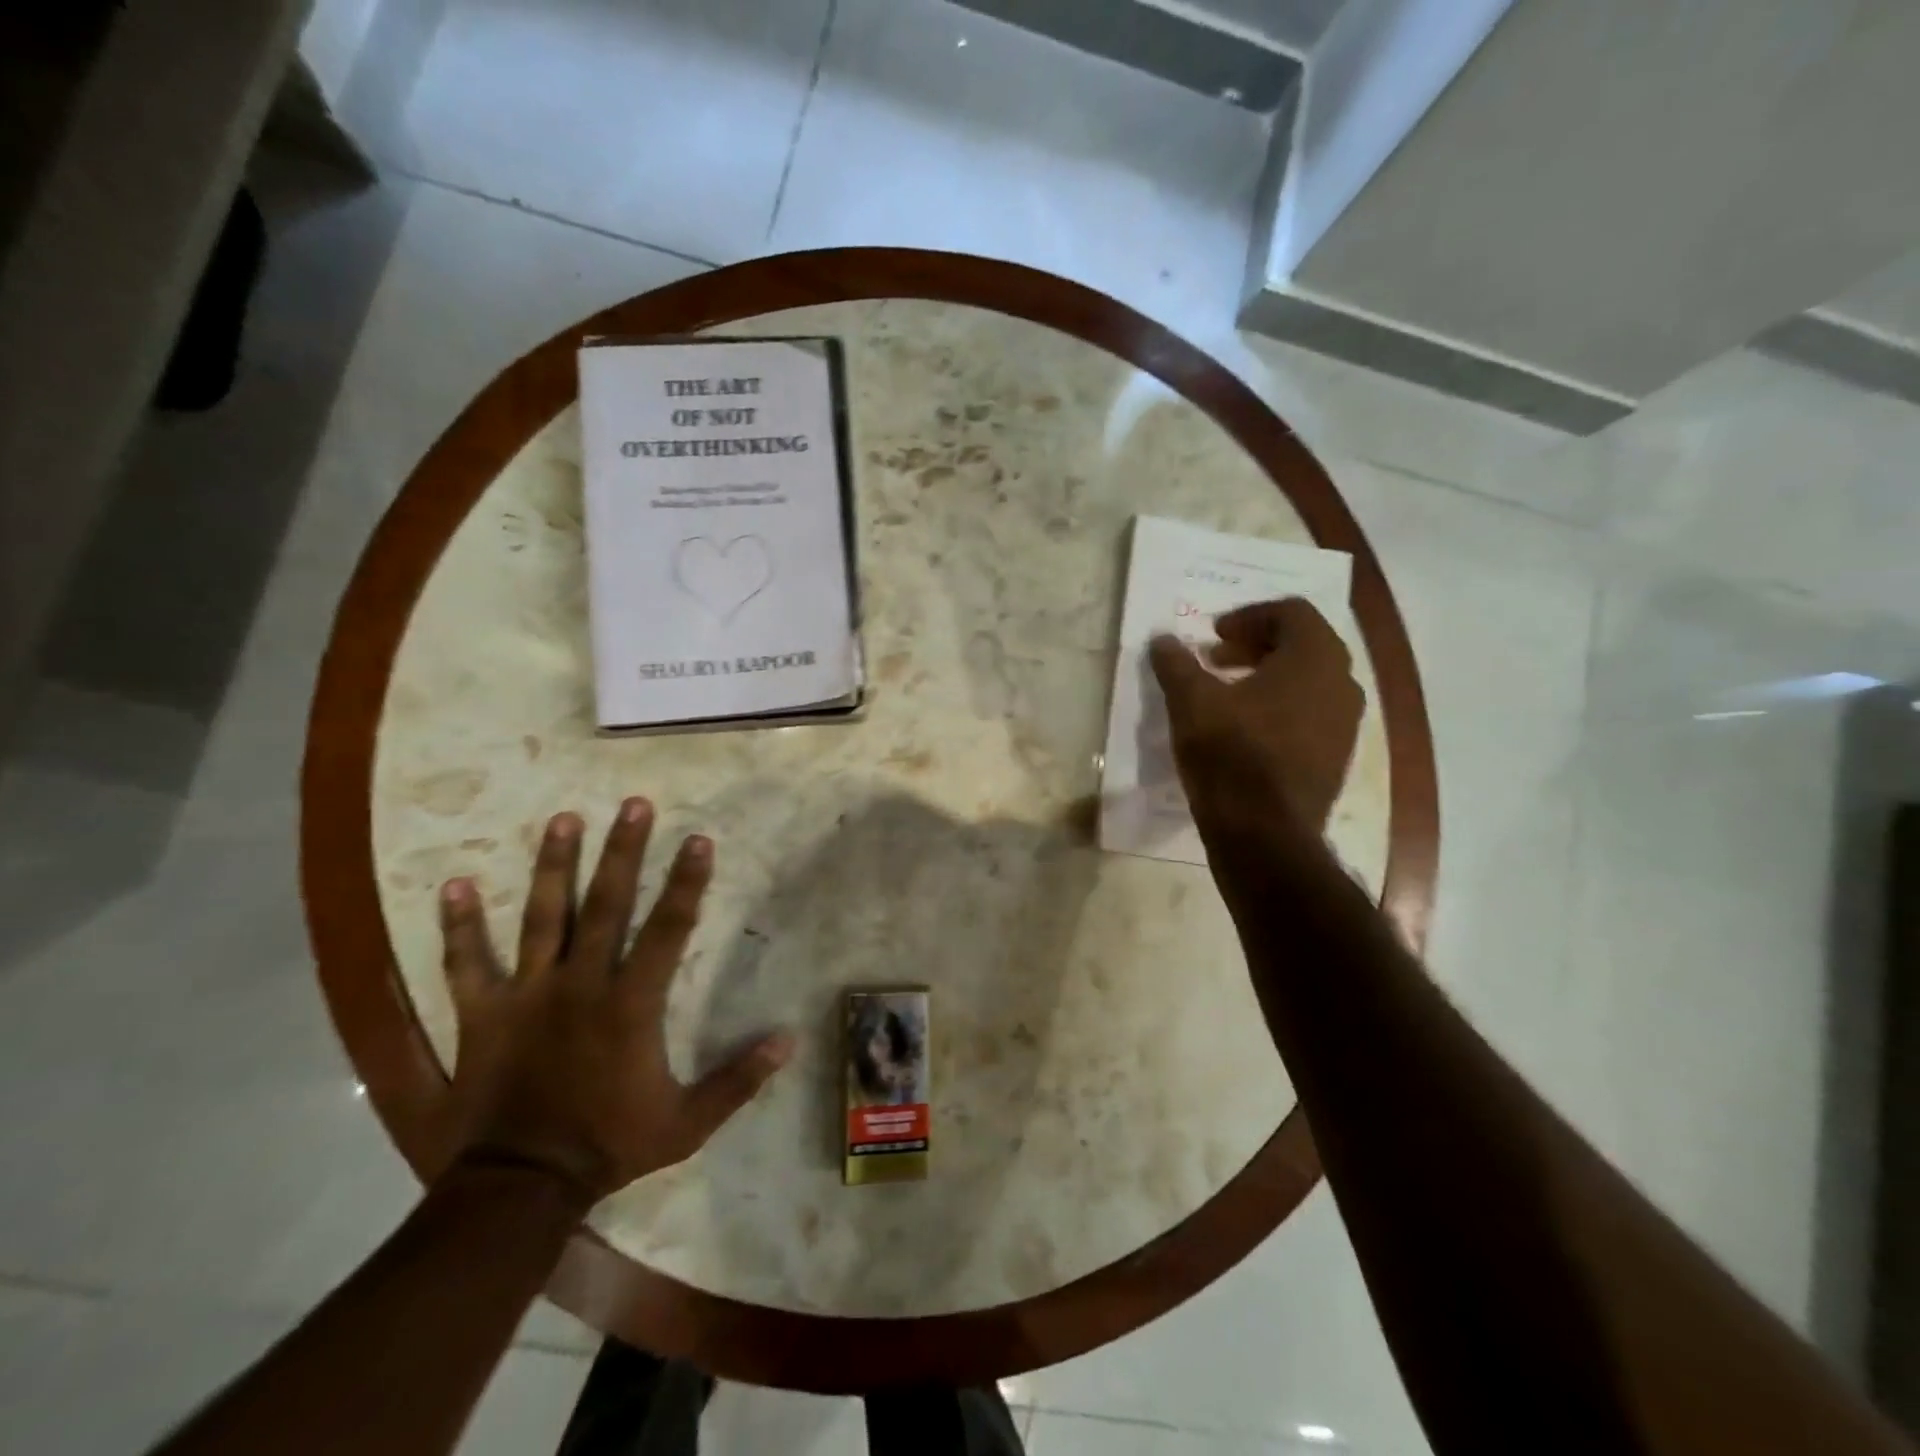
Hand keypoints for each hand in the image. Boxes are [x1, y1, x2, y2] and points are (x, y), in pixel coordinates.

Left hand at [437, 798, 792, 1201]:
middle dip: (622, 852)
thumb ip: (738, 1080)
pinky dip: (458, 927)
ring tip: (561, 819)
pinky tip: (453, 885)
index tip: (698, 838)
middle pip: (605, 905)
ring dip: (552, 866)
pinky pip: (466, 965)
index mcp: (631, 1004)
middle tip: (633, 805)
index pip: (668, 929)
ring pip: (542, 918)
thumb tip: (789, 1041)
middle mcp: (580, 985)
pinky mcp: (481, 1016)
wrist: (519, 1190)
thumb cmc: (608, 1147)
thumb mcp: (687, 1123)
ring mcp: (526, 996)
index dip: (686, 882)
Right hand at [1148, 598, 1363, 837]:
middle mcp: (1341, 684)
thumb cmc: (1230, 756)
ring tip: (1226, 694)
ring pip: (1309, 680)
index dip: (1249, 616)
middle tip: (1216, 659)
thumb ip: (1177, 664)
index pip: (1292, 612)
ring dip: (1268, 676)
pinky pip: (1311, 713)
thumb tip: (1162, 639)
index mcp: (1314, 659)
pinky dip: (1280, 707)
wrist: (1265, 834)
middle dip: (1256, 645)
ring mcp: (1344, 724)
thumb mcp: (1191, 703)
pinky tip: (1245, 730)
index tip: (1214, 635)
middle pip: (1304, 644)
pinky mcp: (1336, 756)